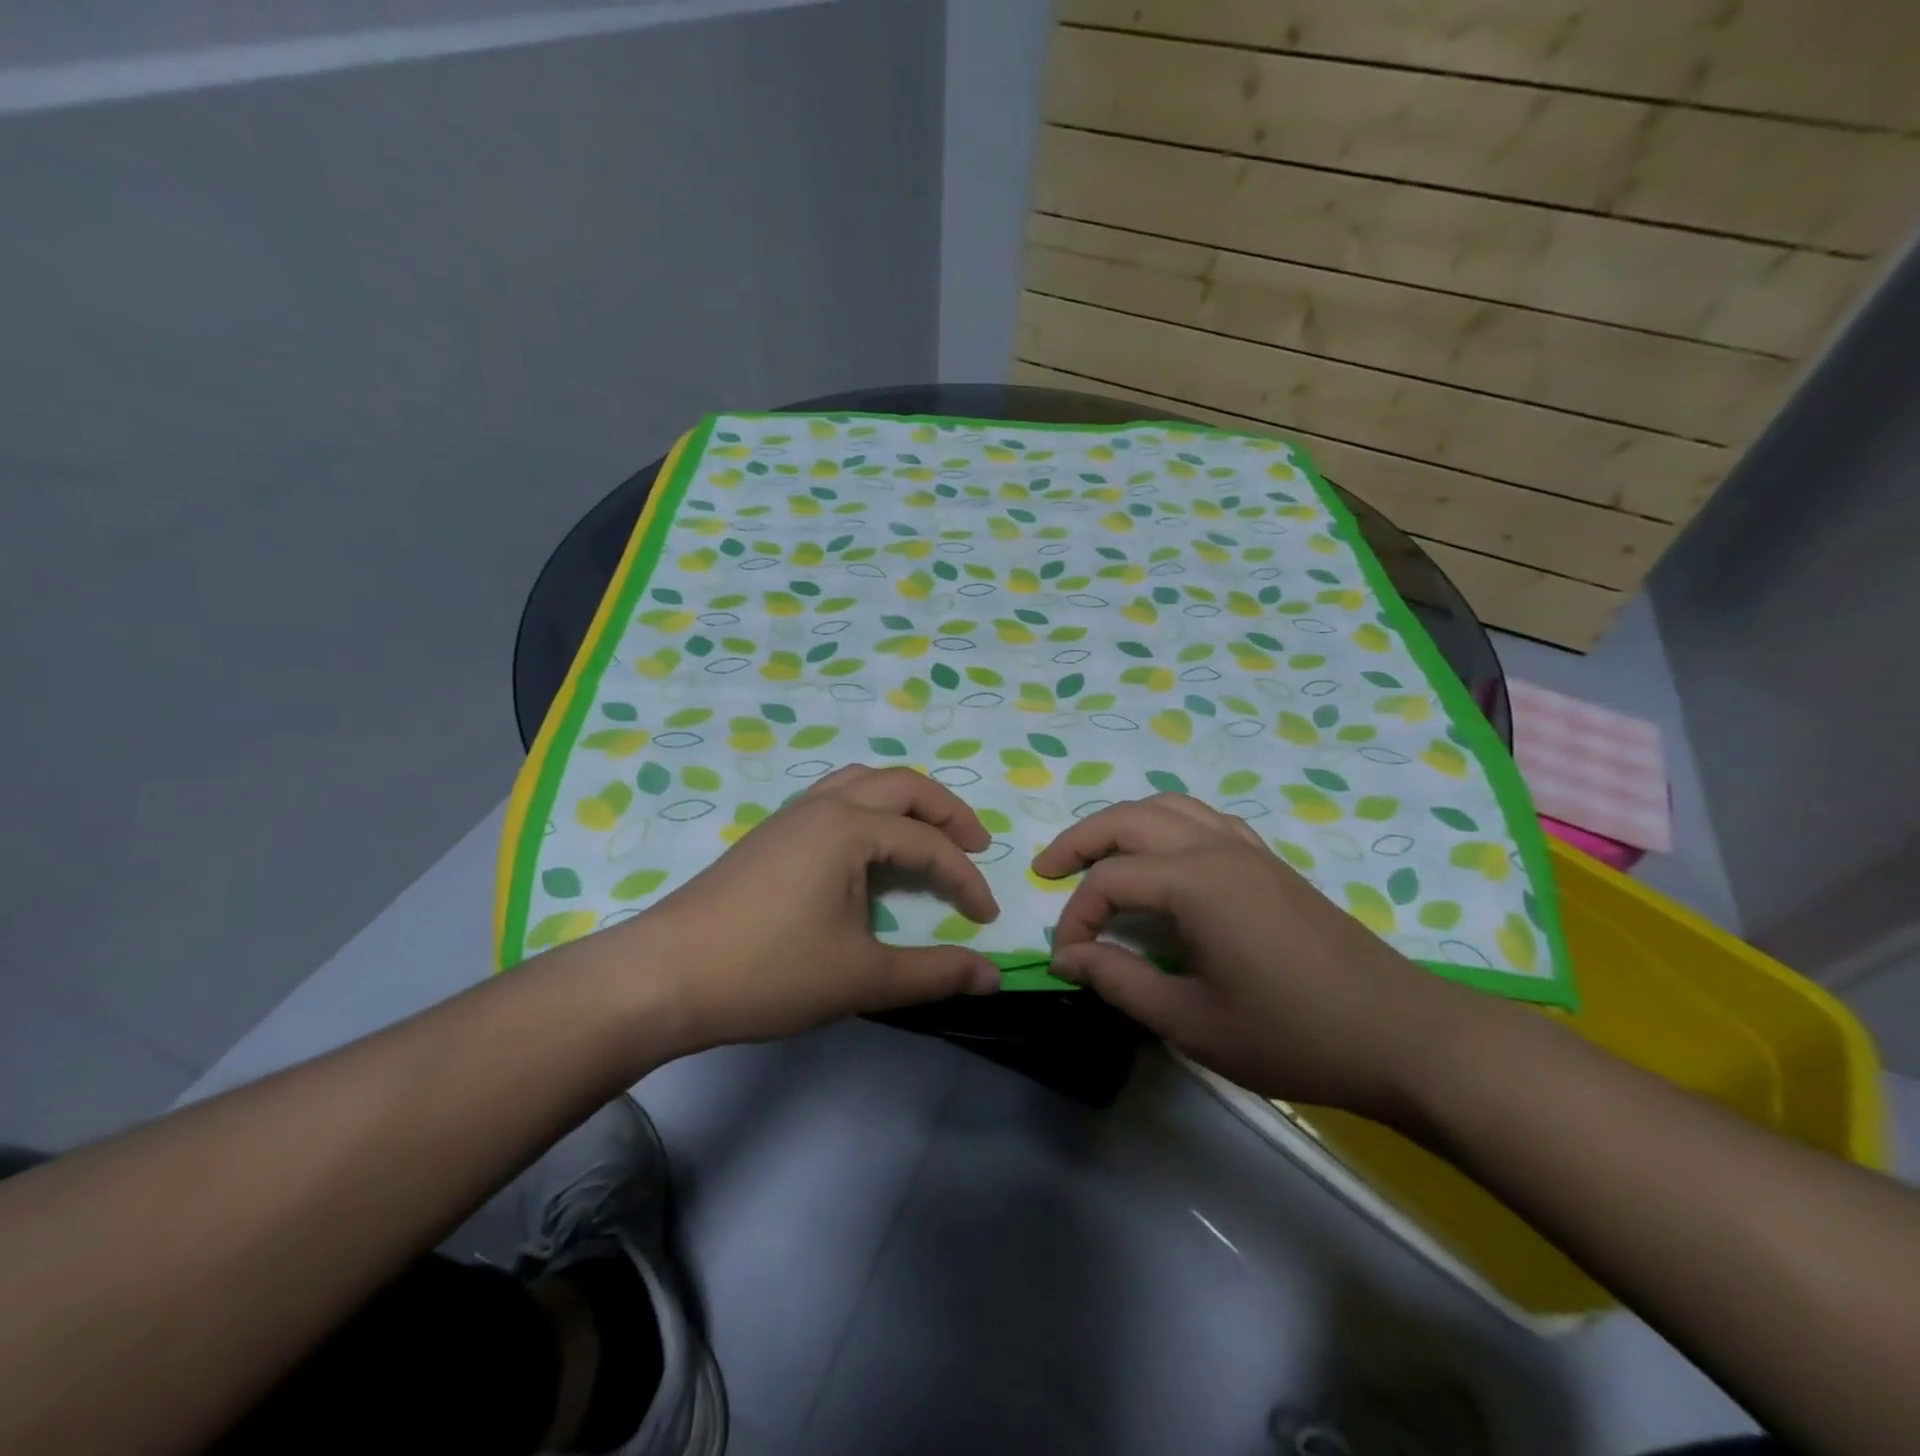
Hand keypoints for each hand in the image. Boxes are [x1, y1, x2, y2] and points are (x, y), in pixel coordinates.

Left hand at [638, 765, 1001, 1046]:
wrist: (662, 977)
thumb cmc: (768, 971)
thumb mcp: (861, 978)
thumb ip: (933, 974)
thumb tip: (993, 976)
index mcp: (849, 828)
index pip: (928, 843)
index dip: (966, 878)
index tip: (987, 919)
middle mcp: (823, 805)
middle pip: (902, 785)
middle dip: (947, 812)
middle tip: (976, 846)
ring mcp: (791, 816)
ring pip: (863, 783)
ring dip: (905, 803)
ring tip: (928, 837)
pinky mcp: (769, 835)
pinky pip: (835, 800)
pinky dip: (870, 811)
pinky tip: (868, 851)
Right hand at [1033, 794, 1478, 1119]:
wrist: (1402, 1036)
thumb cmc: (1292, 1034)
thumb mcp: (1192, 1021)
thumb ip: (1121, 982)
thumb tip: (1067, 958)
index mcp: (1196, 882)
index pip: (1110, 881)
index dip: (1076, 918)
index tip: (1067, 961)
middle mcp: (1217, 848)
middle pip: (1130, 818)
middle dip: (1081, 840)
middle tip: (1048, 870)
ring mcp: (1248, 849)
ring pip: (1169, 807)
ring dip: (1123, 824)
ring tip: (1097, 856)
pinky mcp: (1269, 863)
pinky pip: (1204, 820)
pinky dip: (1166, 827)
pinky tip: (1164, 862)